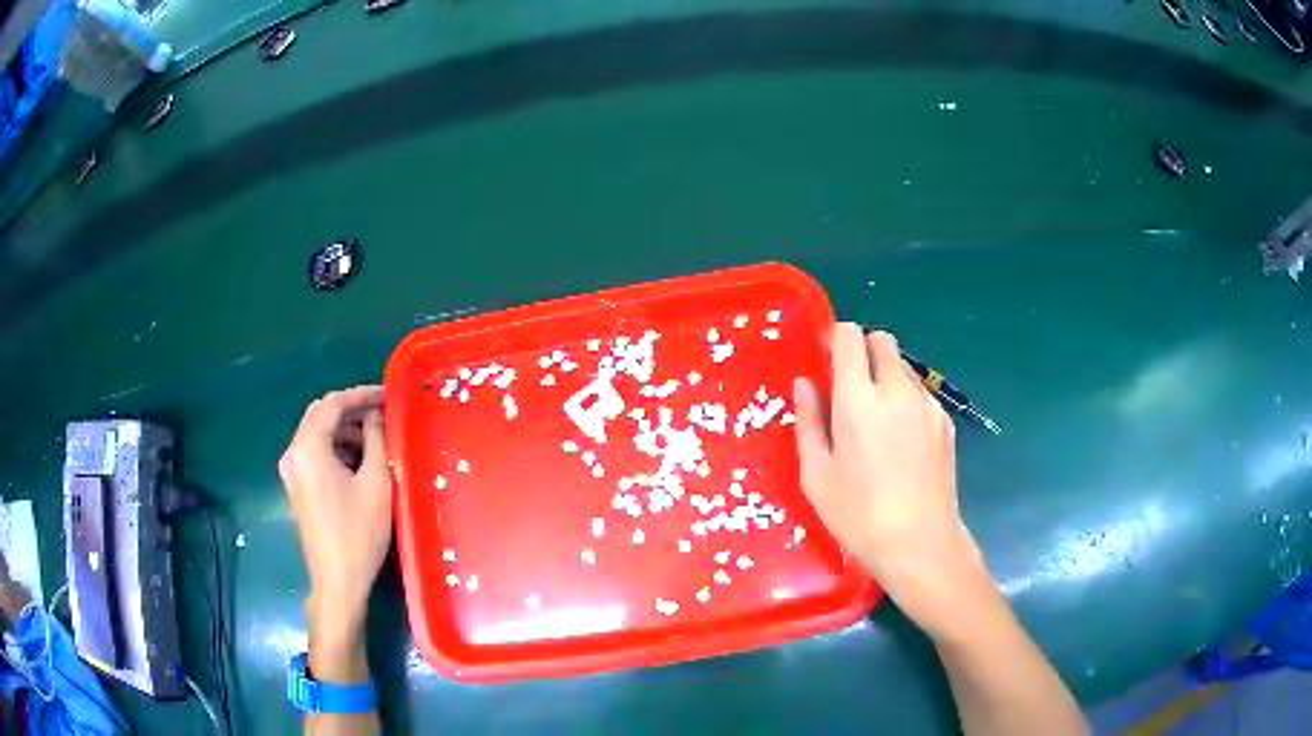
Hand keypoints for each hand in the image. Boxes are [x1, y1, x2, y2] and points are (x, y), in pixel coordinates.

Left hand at [279, 386, 391, 639]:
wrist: (338, 580)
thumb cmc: (359, 532)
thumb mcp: (376, 482)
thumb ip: (375, 440)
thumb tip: (376, 416)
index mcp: (308, 447)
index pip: (333, 404)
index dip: (361, 394)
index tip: (388, 394)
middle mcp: (293, 453)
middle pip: (320, 415)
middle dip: (351, 410)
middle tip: (382, 412)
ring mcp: (292, 471)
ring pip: (317, 434)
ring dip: (344, 430)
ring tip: (376, 437)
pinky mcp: (297, 486)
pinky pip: (314, 453)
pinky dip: (335, 448)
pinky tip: (359, 460)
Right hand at [793, 325, 987, 638]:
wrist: (920, 544)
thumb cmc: (858, 516)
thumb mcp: (816, 475)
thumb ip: (808, 420)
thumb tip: (805, 382)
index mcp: (859, 401)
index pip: (851, 336)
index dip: (836, 339)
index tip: (826, 361)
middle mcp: (897, 391)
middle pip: (882, 340)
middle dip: (863, 351)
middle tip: (849, 387)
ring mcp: (927, 404)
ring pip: (903, 365)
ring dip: (885, 375)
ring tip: (875, 419)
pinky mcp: (944, 421)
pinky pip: (920, 392)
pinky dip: (904, 399)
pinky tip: (899, 440)